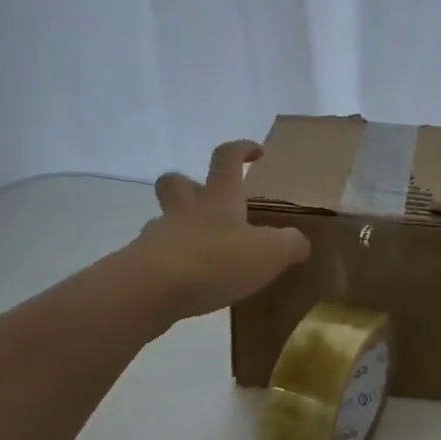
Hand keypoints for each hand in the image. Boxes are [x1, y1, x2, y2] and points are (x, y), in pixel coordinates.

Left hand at [128, 140, 310, 324]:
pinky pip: (156, 256)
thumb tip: (299, 242)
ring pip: (164, 220)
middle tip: (206, 197)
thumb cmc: (216, 260)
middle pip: (176, 182)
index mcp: (219, 199)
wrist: (152, 290)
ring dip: (179, 227)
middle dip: (189, 183)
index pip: (227, 159)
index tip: (256, 152)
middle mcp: (186, 211)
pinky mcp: (141, 266)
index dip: (241, 150)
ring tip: (202, 250)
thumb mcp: (270, 253)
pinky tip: (187, 282)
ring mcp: (158, 236)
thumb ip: (290, 244)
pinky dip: (171, 263)